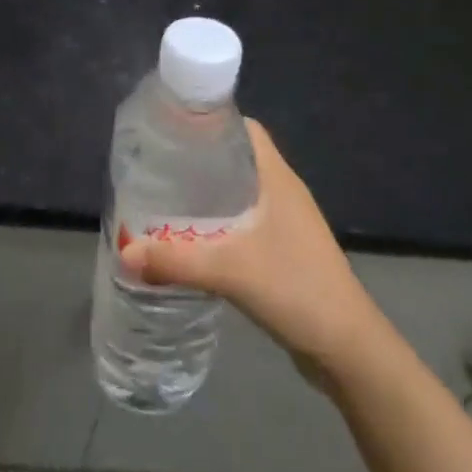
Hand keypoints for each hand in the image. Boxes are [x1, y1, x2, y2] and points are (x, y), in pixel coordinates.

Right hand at [121, 119, 386, 390]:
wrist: (347, 349)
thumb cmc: (296, 290)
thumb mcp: (229, 271)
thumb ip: (175, 260)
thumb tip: (124, 253)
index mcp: (277, 178)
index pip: (244, 129)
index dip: (210, 122)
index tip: (171, 128)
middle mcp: (282, 192)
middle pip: (237, 158)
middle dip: (198, 160)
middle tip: (156, 166)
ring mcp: (286, 223)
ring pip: (239, 192)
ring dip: (207, 193)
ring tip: (164, 198)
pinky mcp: (284, 250)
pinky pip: (244, 221)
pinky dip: (218, 222)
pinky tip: (191, 238)